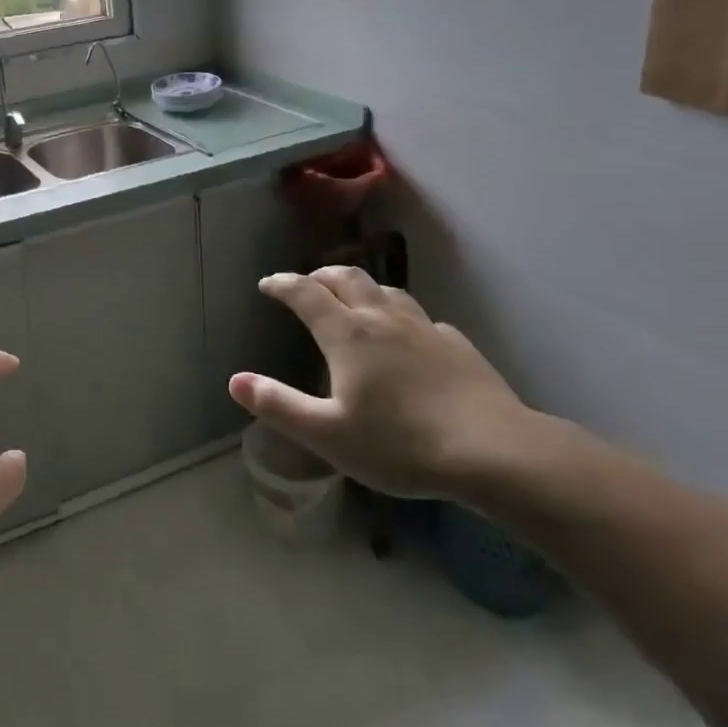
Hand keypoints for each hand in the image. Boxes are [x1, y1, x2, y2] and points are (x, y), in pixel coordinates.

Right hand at [228, 267, 537, 498]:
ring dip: (361, 287)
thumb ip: (278, 405)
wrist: (492, 450)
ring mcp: (424, 328)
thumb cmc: (399, 444)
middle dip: (320, 275)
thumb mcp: (327, 434)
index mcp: (347, 334)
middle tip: (305, 284)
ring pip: (386, 290)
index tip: (267, 284)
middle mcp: (382, 319)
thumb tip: (235, 380)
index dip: (282, 284)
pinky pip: (420, 317)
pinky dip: (400, 315)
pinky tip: (407, 335)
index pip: (305, 293)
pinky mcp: (456, 344)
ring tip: (352, 299)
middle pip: (347, 278)